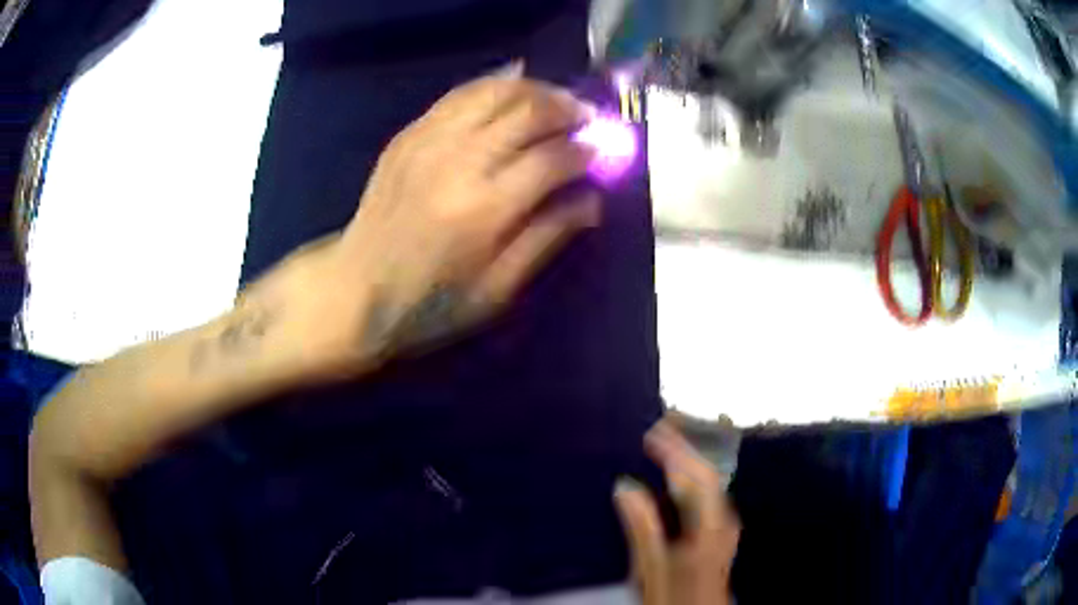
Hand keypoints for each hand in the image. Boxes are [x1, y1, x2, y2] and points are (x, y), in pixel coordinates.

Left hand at [323, 67, 599, 363]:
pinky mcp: (409, 134)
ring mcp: (429, 140)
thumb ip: (548, 237)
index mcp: (485, 208)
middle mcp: (459, 161)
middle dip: (567, 109)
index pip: (553, 158)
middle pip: (528, 111)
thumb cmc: (430, 303)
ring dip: (535, 89)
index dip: (586, 150)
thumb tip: (592, 200)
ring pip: (495, 91)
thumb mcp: (498, 289)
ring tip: (555, 101)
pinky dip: (493, 84)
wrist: (355, 289)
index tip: (603, 152)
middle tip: (586, 119)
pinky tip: (513, 86)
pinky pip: (460, 93)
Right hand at [615, 419, 740, 604]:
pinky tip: (671, 483)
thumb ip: (643, 528)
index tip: (652, 430)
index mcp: (708, 526)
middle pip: (706, 475)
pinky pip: (704, 497)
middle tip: (656, 427)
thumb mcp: (651, 568)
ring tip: (661, 447)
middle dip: (684, 449)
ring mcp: (722, 528)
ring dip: (686, 463)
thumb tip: (625, 485)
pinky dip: (687, 481)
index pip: (696, 476)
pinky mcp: (716, 535)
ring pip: (707, 485)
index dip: (676, 451)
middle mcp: (722, 520)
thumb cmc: (672, 596)